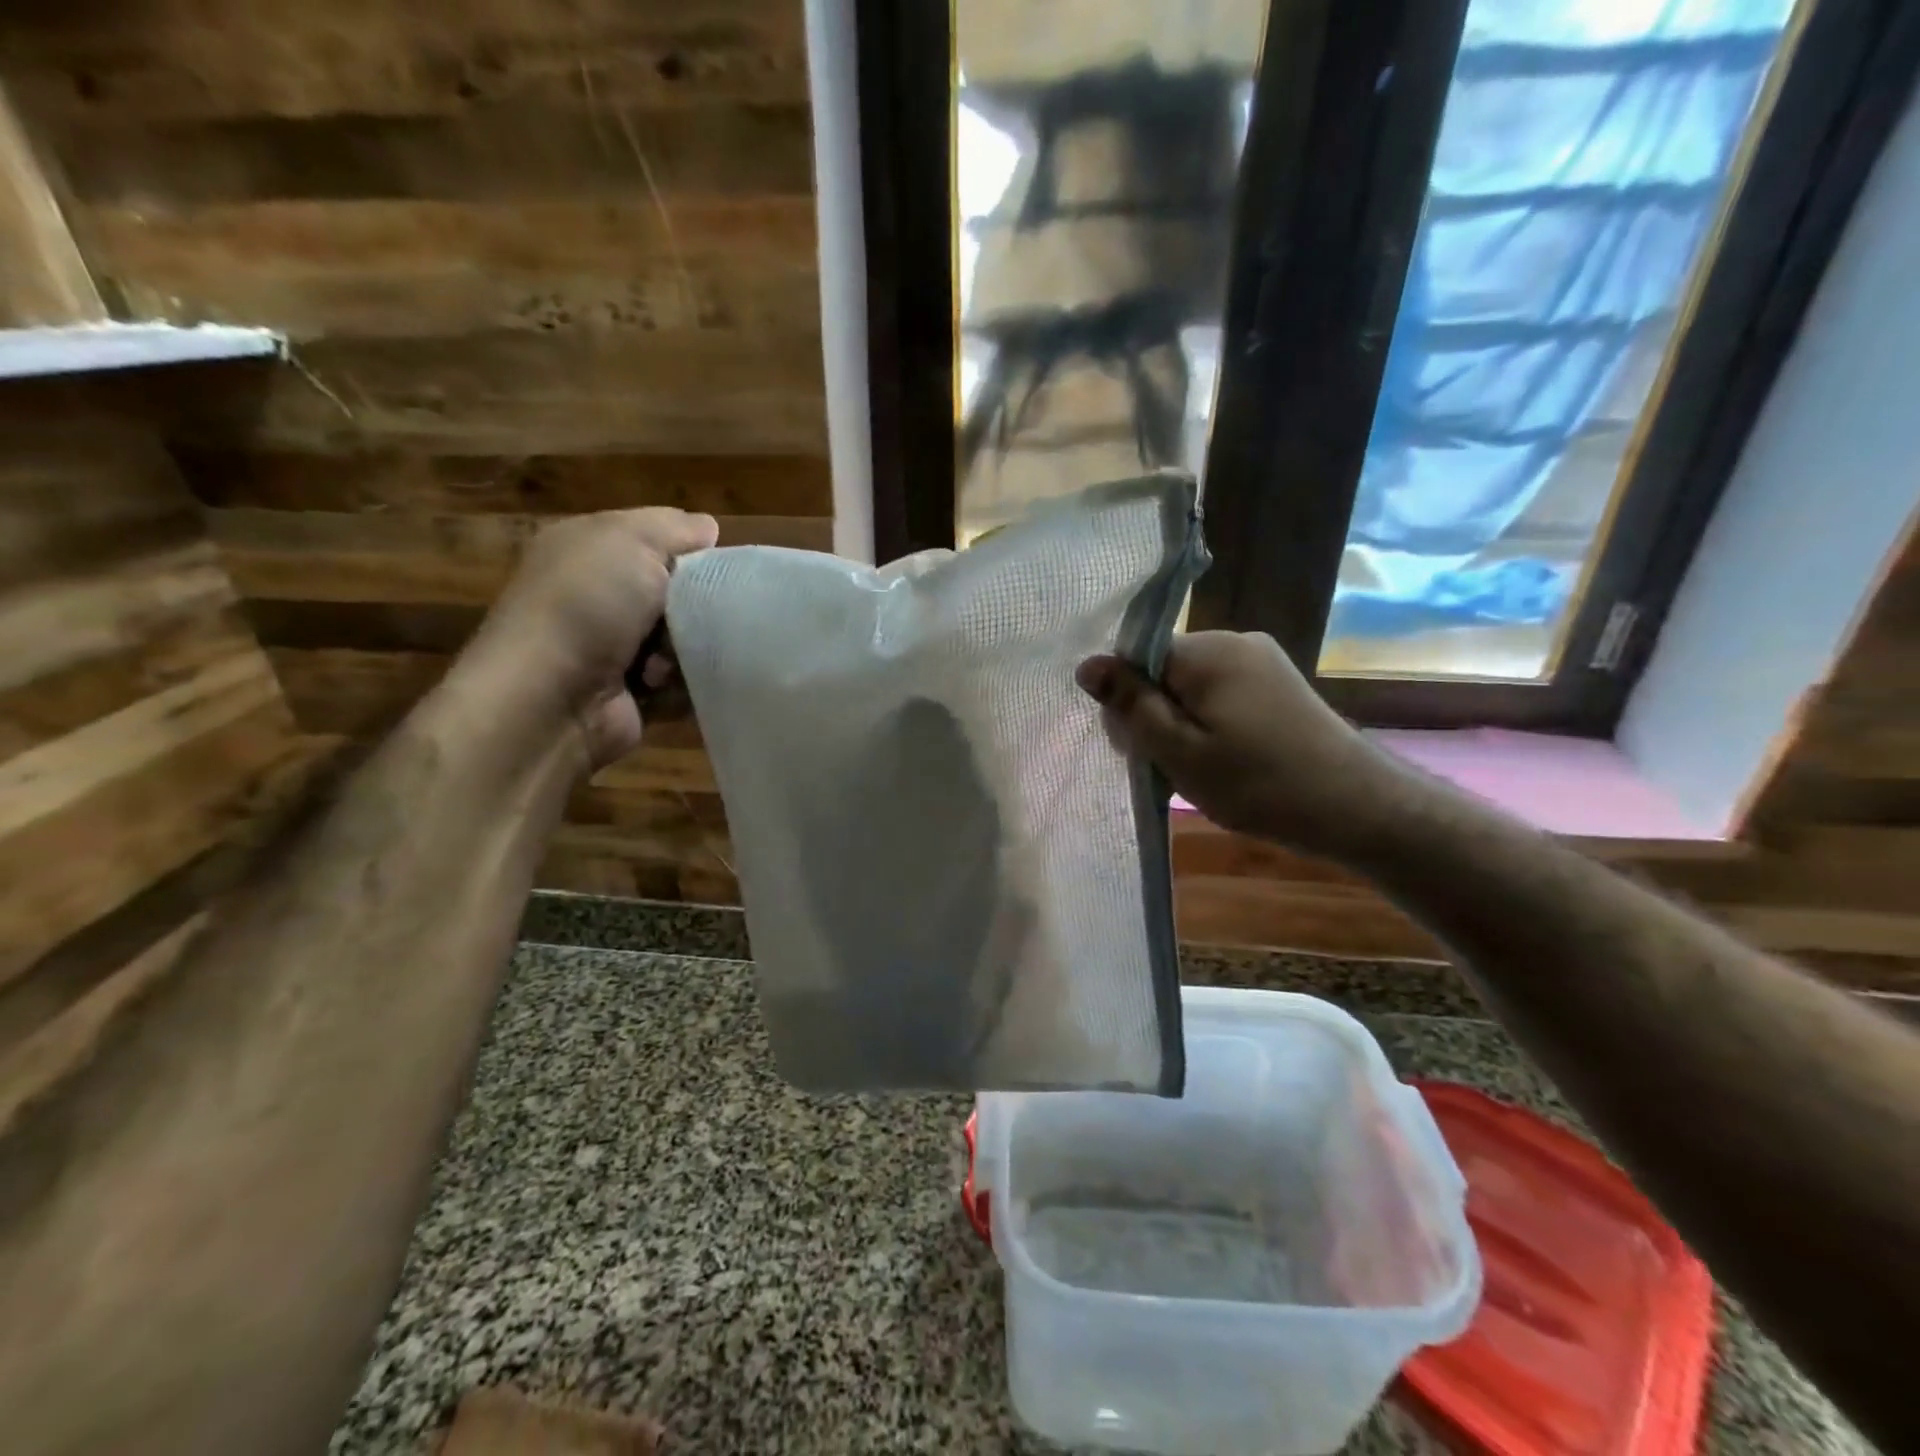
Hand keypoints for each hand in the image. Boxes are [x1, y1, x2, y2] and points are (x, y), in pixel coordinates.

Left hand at [460, 508, 718, 769]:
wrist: (550, 700)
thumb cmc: (588, 606)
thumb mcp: (631, 541)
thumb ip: (675, 528)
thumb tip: (708, 527)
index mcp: (589, 549)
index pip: (656, 539)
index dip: (691, 548)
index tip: (720, 566)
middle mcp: (597, 595)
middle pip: (675, 591)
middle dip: (696, 602)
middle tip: (705, 613)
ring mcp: (611, 648)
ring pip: (682, 638)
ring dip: (690, 647)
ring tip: (678, 658)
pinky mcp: (629, 692)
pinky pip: (680, 681)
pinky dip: (687, 684)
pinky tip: (674, 683)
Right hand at [1076, 630, 1402, 857]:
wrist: (1357, 807)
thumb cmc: (1258, 783)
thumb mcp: (1179, 751)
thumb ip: (1131, 705)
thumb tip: (1087, 664)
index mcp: (1208, 651)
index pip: (1138, 658)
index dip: (1127, 701)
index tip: (1138, 746)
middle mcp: (1236, 642)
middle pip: (1165, 670)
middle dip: (1155, 715)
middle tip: (1170, 766)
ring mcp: (1263, 661)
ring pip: (1192, 686)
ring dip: (1182, 724)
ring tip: (1200, 770)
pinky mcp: (1279, 685)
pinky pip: (1222, 695)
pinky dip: (1211, 725)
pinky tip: (1226, 760)